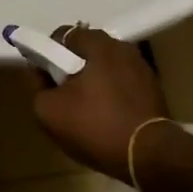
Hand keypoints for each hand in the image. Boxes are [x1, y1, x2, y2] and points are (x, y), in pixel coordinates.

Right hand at [29, 25, 170, 180]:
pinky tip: (107, 118)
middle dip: (71, 69)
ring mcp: (142, 67)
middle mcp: (123, 47)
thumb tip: (42, 75)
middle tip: (62, 96)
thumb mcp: (49, 111)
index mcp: (98, 44)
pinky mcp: (154, 88)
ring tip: (85, 111)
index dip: (47, 54)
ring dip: (93, 83)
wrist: (149, 155)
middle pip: (86, 51)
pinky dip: (111, 95)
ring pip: (105, 68)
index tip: (44, 79)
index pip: (63, 36)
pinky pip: (122, 84)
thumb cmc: (96, 126)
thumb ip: (38, 86)